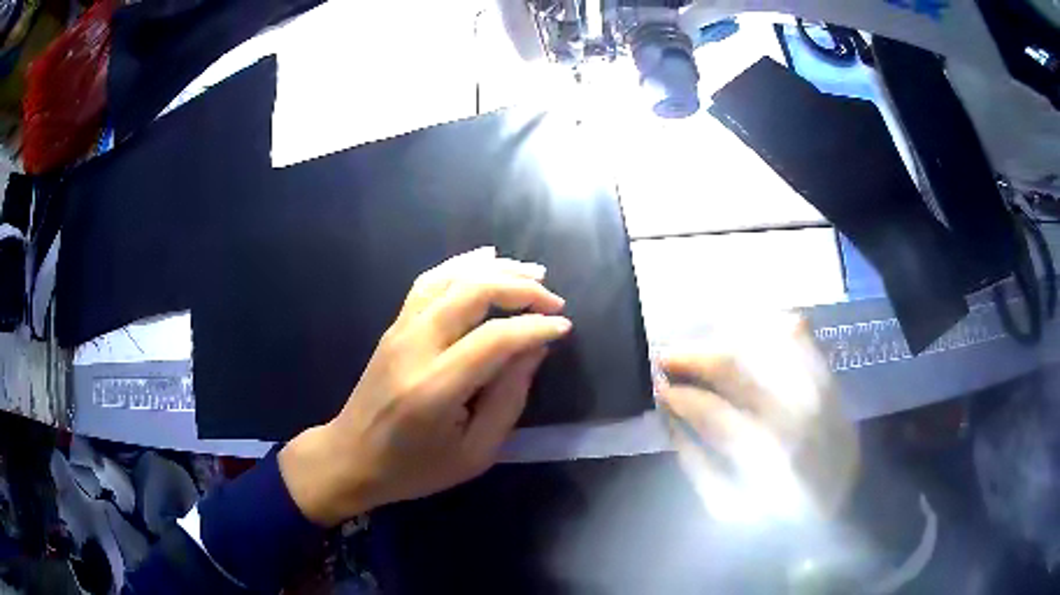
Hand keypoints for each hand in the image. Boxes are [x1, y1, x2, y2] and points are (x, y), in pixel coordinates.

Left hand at [278, 247, 571, 526]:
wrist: (351, 458)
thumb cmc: (415, 468)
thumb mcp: (475, 453)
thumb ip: (508, 399)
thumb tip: (534, 348)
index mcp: (435, 388)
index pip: (495, 339)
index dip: (535, 327)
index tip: (563, 327)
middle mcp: (415, 347)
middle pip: (472, 293)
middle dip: (520, 288)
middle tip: (553, 300)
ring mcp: (399, 330)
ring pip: (450, 277)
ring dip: (495, 269)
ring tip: (531, 271)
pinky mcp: (394, 326)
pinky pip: (429, 281)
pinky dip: (461, 265)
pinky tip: (485, 259)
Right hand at [658, 315, 857, 523]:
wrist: (837, 512)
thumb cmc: (776, 520)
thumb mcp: (728, 507)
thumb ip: (696, 463)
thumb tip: (670, 419)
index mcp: (766, 455)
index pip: (713, 412)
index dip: (680, 397)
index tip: (659, 389)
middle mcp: (796, 415)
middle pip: (739, 370)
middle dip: (694, 358)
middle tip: (666, 355)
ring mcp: (817, 392)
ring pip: (768, 345)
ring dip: (727, 340)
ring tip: (702, 347)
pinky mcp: (832, 384)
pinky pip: (802, 342)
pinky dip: (775, 331)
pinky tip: (749, 332)